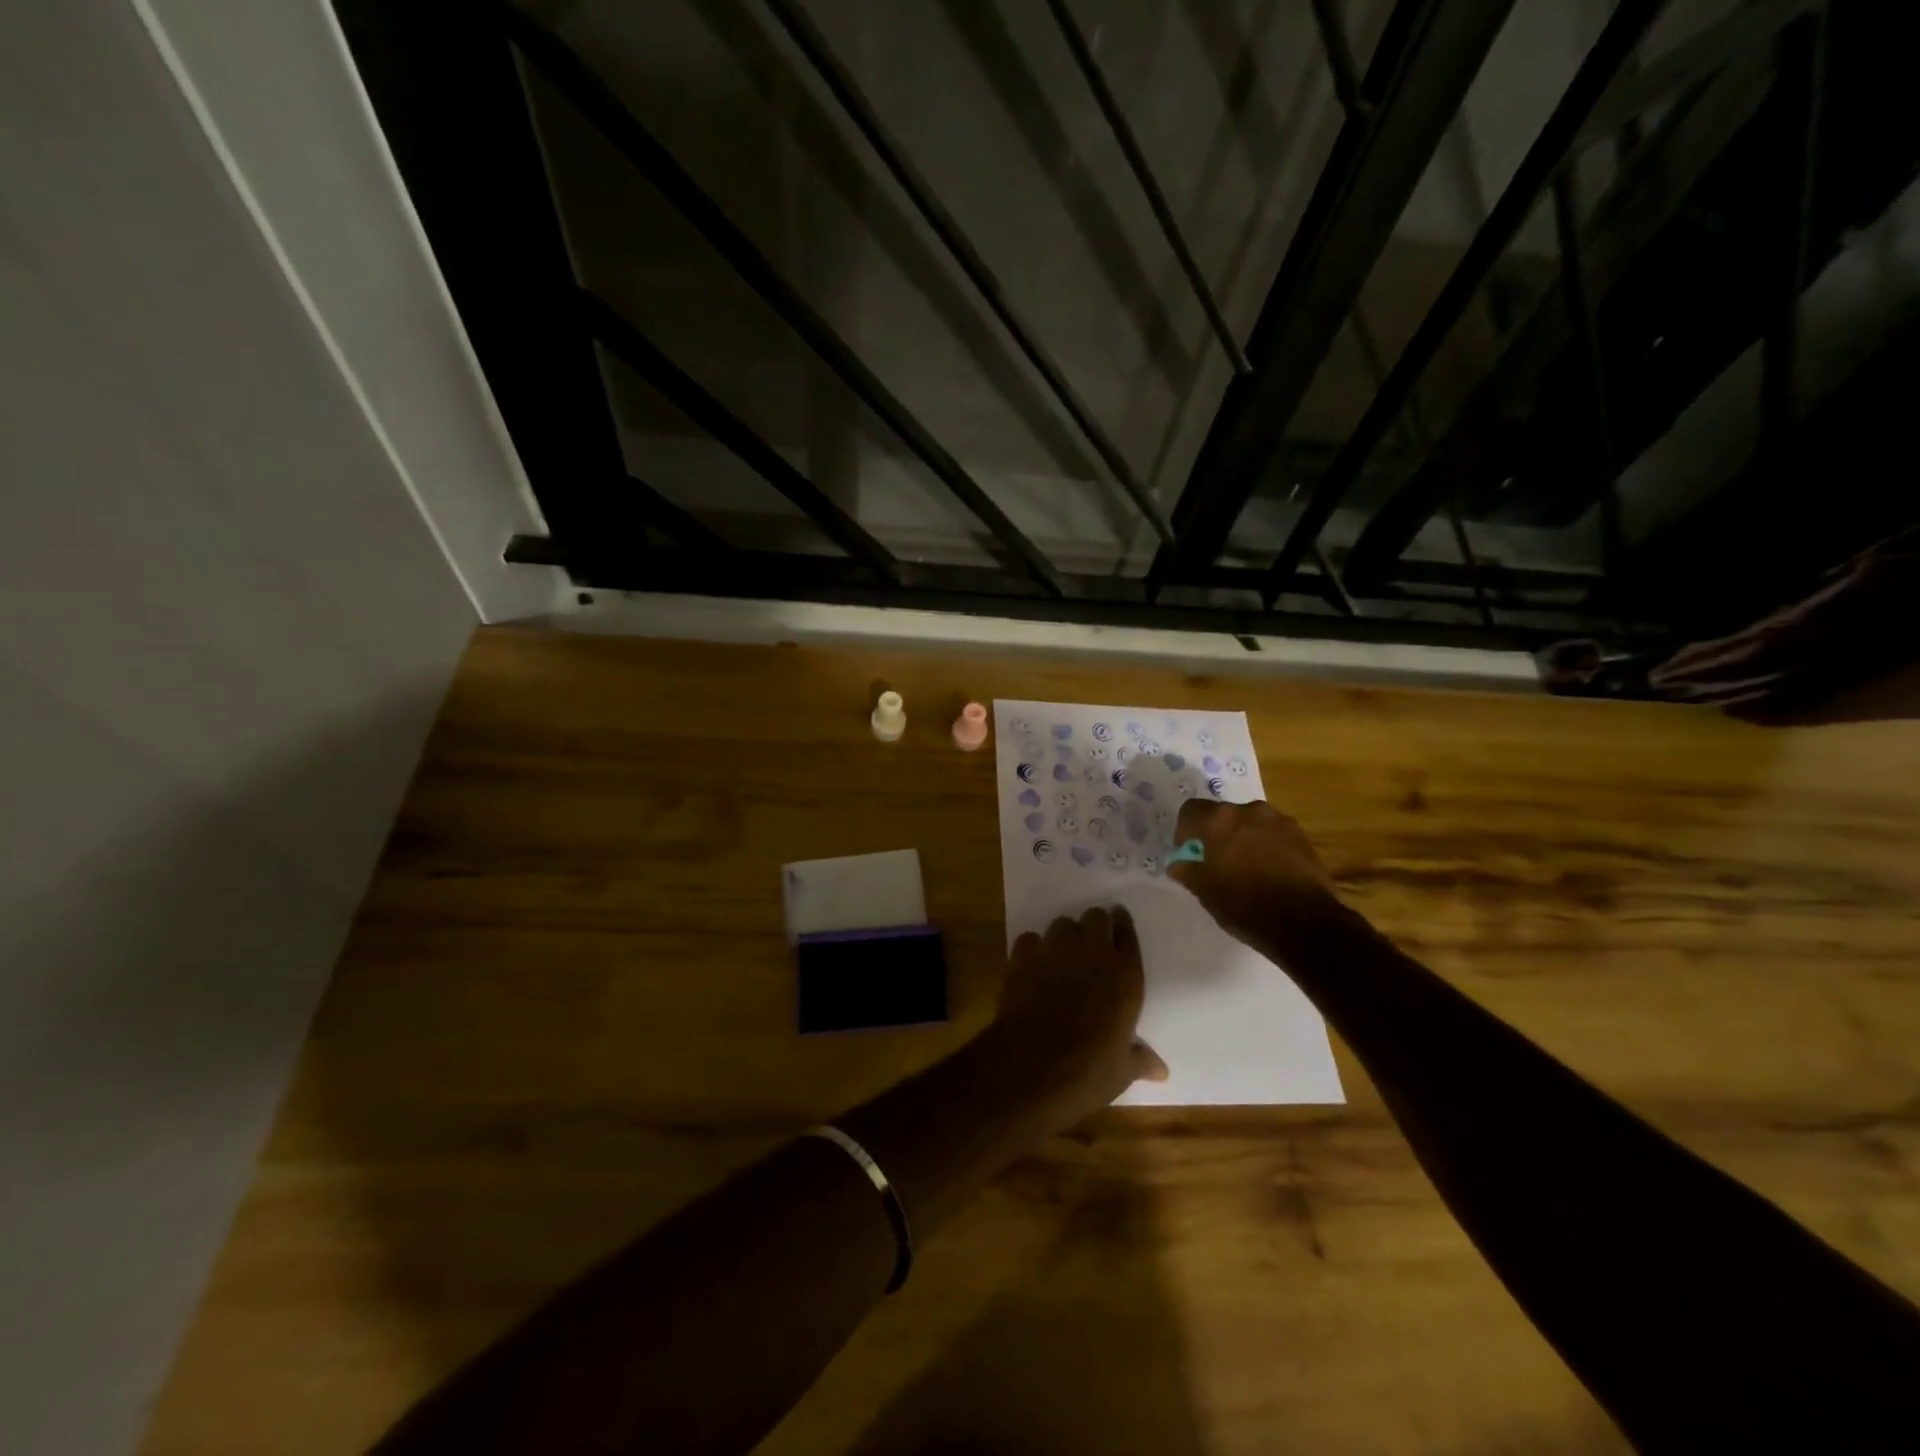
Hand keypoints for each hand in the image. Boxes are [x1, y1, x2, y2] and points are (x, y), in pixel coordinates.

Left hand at [986, 906, 1167, 1127]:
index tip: (1119, 925)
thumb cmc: (1089, 1071)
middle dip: (1094, 927)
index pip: (1128, 934)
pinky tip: (1033, 966)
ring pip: (1062, 923)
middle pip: (1096, 917)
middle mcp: (1093, 953)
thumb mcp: (1122, 1070)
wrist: (1033, 1067)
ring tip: (1062, 957)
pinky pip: (1030, 939)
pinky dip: (1033, 949)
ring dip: (1064, 936)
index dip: (1122, 928)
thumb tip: (1161, 1071)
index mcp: (1125, 975)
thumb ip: (1141, 1059)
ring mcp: (1056, 950)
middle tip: (1091, 945)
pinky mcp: (1023, 956)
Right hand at [1166, 799, 1342, 954]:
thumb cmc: (1245, 905)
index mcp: (1218, 820)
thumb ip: (1187, 871)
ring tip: (1246, 868)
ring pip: (1250, 823)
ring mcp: (1279, 821)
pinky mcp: (1302, 836)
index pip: (1190, 810)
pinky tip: (1269, 872)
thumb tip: (1177, 863)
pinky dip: (1266, 846)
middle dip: (1217, 834)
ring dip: (1243, 838)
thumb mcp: (1205, 892)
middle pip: (1223, 814)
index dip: (1185, 831)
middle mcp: (1248, 811)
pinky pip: (1274, 834)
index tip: (1189, 852)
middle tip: (1217, 862)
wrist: (1305, 923)